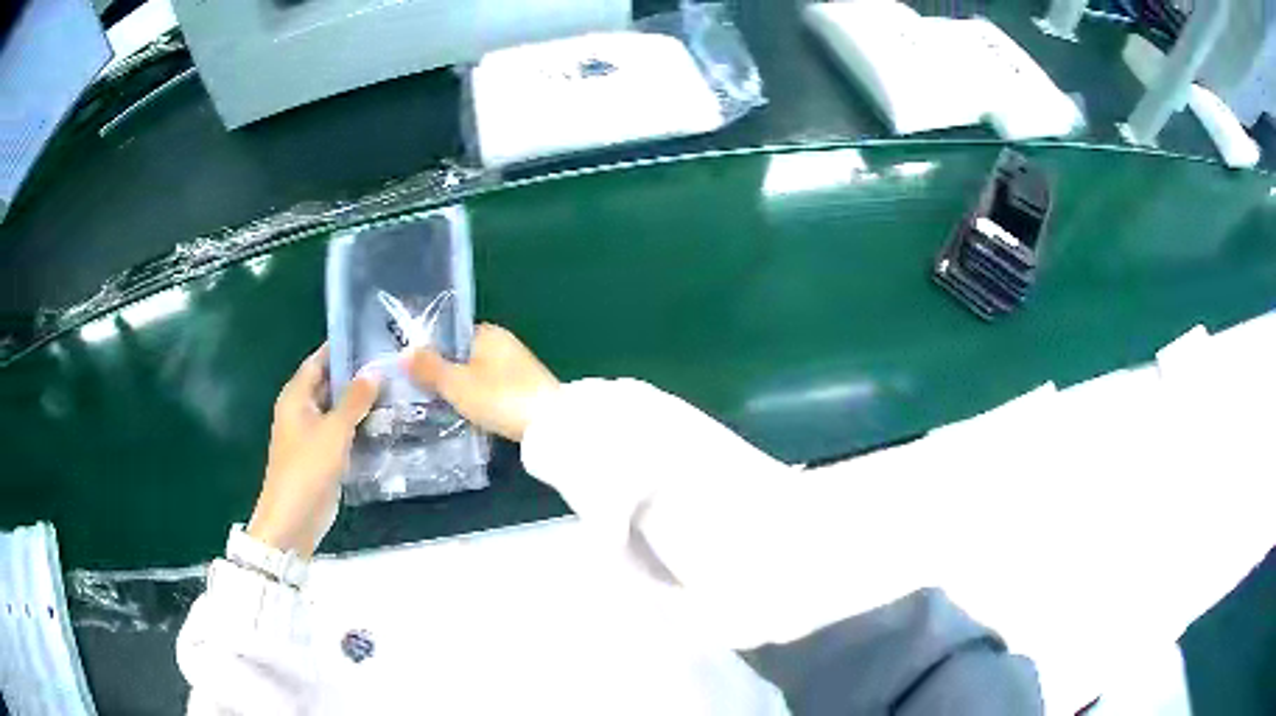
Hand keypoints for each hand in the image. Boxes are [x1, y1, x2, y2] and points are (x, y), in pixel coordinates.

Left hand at [248, 345, 379, 557]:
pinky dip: (360, 427)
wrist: (294, 518)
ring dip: (362, 403)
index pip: (319, 360)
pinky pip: (343, 433)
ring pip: (339, 410)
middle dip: (357, 375)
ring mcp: (312, 434)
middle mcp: (302, 410)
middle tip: (393, 365)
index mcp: (296, 396)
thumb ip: (354, 400)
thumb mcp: (334, 430)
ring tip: (397, 389)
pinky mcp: (323, 456)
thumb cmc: (308, 468)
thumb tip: (375, 370)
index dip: (342, 348)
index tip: (372, 337)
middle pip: (330, 384)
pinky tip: (387, 423)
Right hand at [405, 323, 558, 441]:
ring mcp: (518, 366)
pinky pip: (493, 390)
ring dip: (464, 389)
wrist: (548, 424)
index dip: (432, 353)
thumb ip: (429, 367)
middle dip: (447, 374)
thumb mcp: (456, 384)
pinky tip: (472, 415)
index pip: (451, 336)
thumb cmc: (498, 397)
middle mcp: (505, 343)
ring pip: (479, 375)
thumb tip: (405, 352)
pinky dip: (481, 400)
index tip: (415, 374)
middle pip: (465, 356)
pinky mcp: (527, 389)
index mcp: (488, 332)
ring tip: (442, 407)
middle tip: (423, 395)